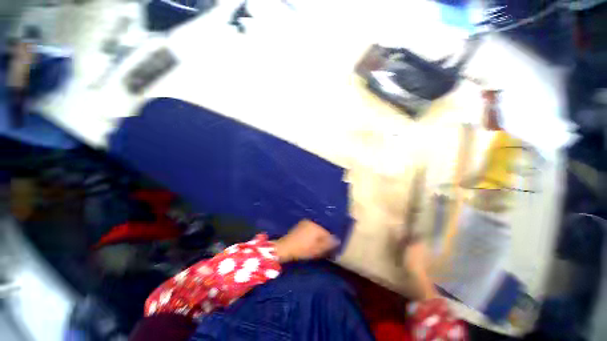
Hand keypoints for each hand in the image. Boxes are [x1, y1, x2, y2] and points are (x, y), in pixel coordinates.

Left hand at [274, 220, 339, 262]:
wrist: (285, 247)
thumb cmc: (302, 249)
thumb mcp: (316, 250)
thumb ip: (328, 245)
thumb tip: (337, 241)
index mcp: (317, 227)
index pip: (328, 234)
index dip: (330, 242)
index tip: (330, 249)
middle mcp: (312, 222)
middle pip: (322, 230)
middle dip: (323, 238)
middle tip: (322, 248)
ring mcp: (305, 222)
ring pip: (316, 229)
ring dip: (317, 236)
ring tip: (316, 245)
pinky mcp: (300, 225)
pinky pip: (310, 229)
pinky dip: (312, 234)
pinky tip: (309, 241)